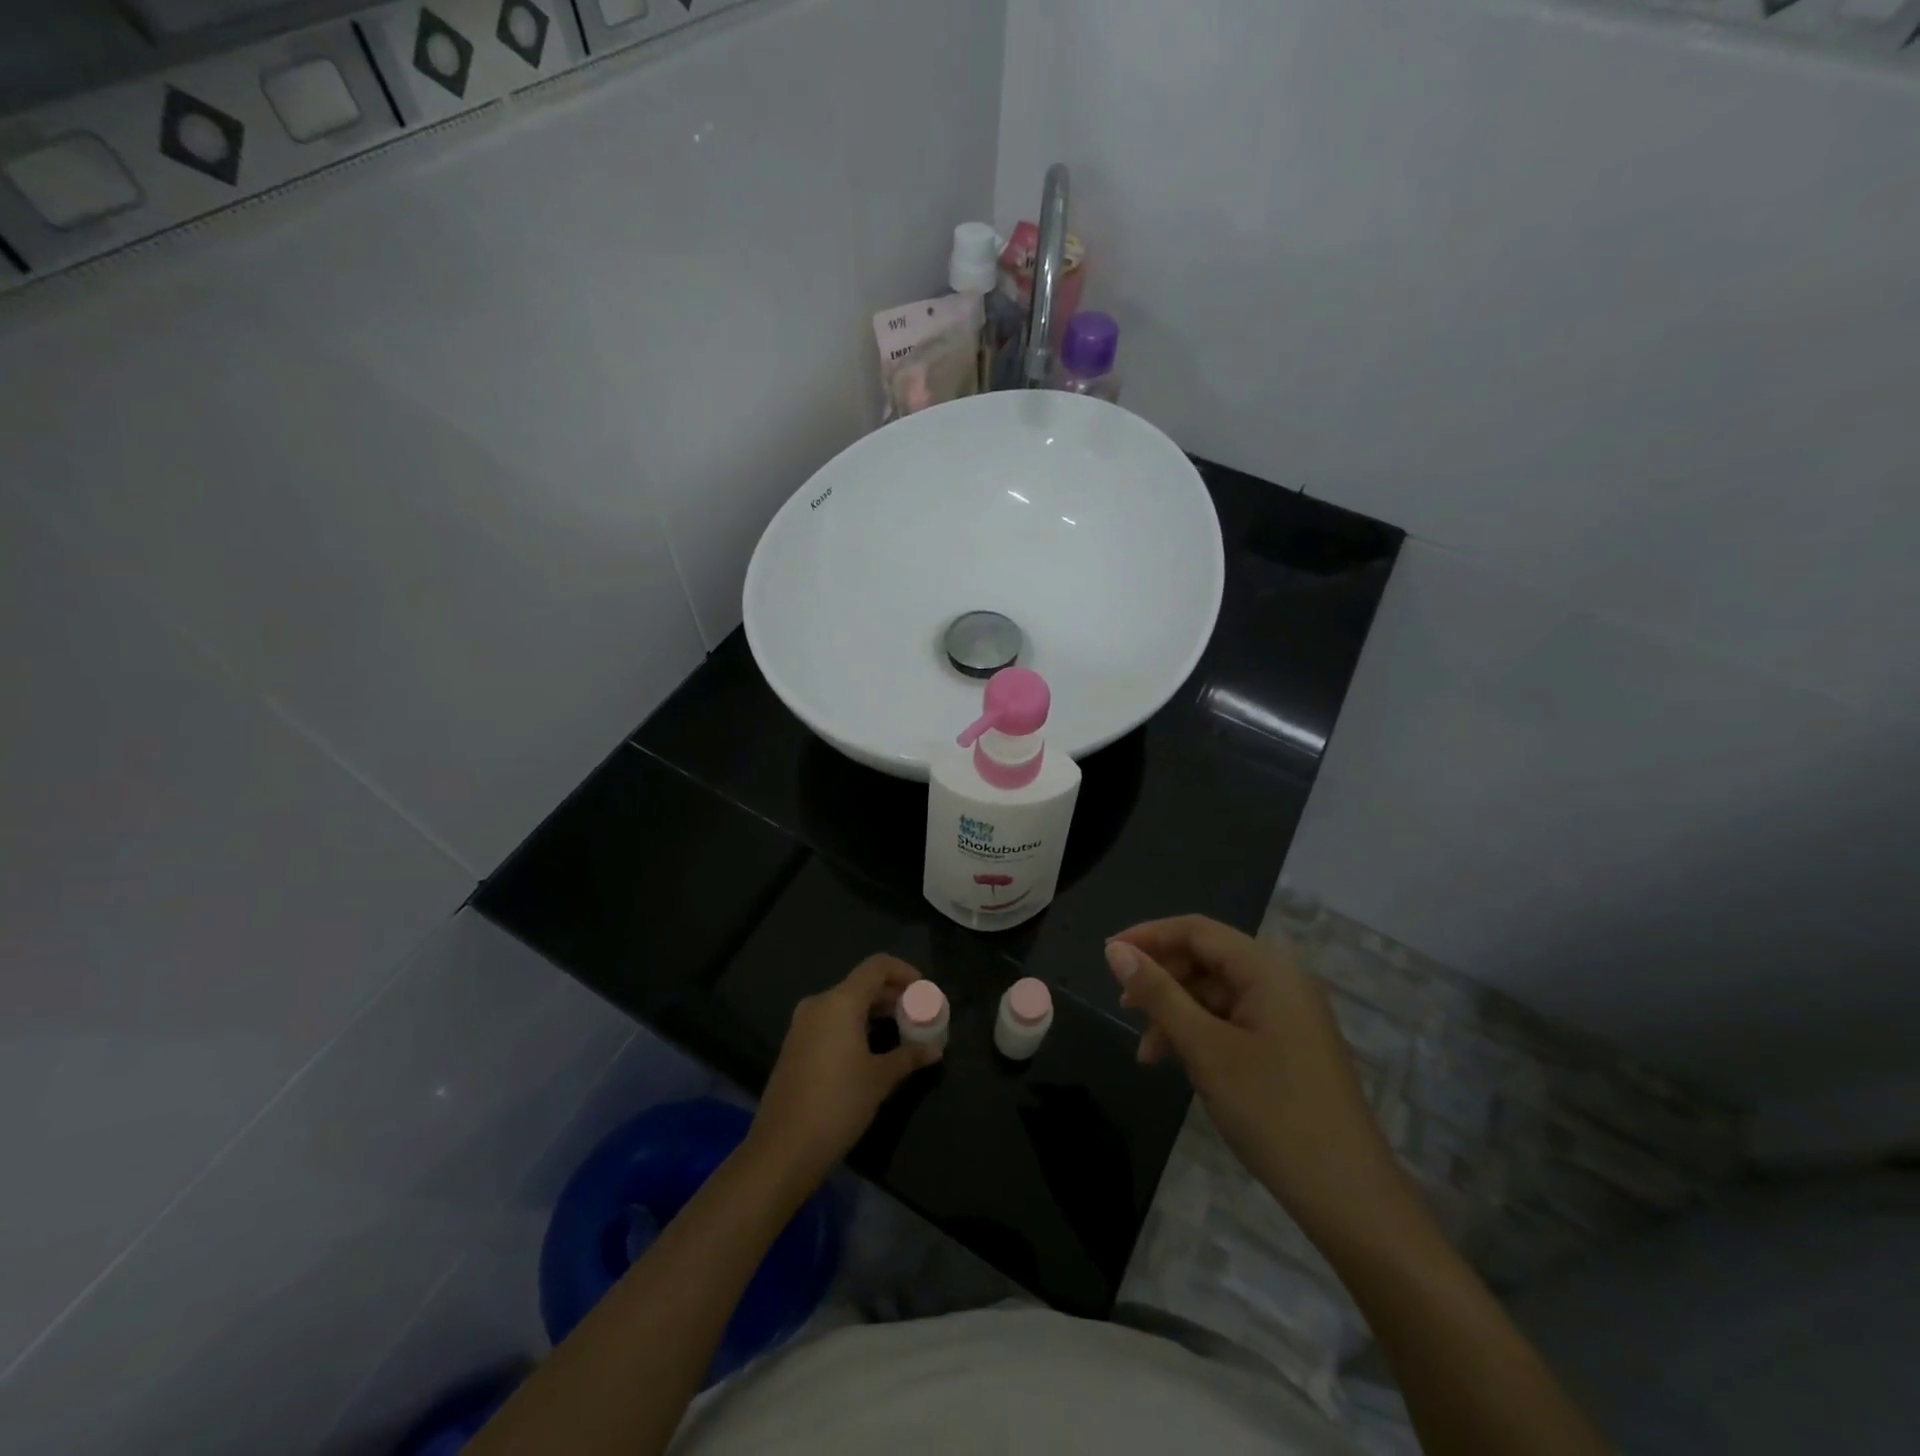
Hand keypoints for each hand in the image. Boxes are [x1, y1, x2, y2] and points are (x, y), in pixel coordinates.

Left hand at [748, 955, 940, 1184]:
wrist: (783, 1149)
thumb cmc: (838, 1104)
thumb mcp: (880, 1078)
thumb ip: (909, 1056)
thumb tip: (934, 1049)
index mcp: (840, 1002)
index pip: (877, 966)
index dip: (904, 972)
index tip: (924, 991)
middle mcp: (819, 1004)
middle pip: (862, 985)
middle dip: (893, 996)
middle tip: (918, 1015)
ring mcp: (803, 1025)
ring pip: (846, 1004)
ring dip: (875, 1012)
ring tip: (901, 1033)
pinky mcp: (795, 1046)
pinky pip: (831, 1022)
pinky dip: (855, 1025)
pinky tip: (872, 1050)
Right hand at [1106, 916, 1408, 1245]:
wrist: (1349, 1198)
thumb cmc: (1272, 1112)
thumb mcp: (1205, 1049)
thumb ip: (1158, 994)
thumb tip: (1115, 951)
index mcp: (1268, 970)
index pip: (1197, 930)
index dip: (1149, 936)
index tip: (1107, 954)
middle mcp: (1281, 981)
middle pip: (1206, 960)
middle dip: (1161, 980)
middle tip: (1122, 1007)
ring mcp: (1288, 1015)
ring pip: (1216, 994)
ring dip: (1176, 1014)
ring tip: (1146, 1053)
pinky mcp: (1288, 1046)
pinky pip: (1233, 1021)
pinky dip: (1200, 1034)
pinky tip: (1177, 1062)